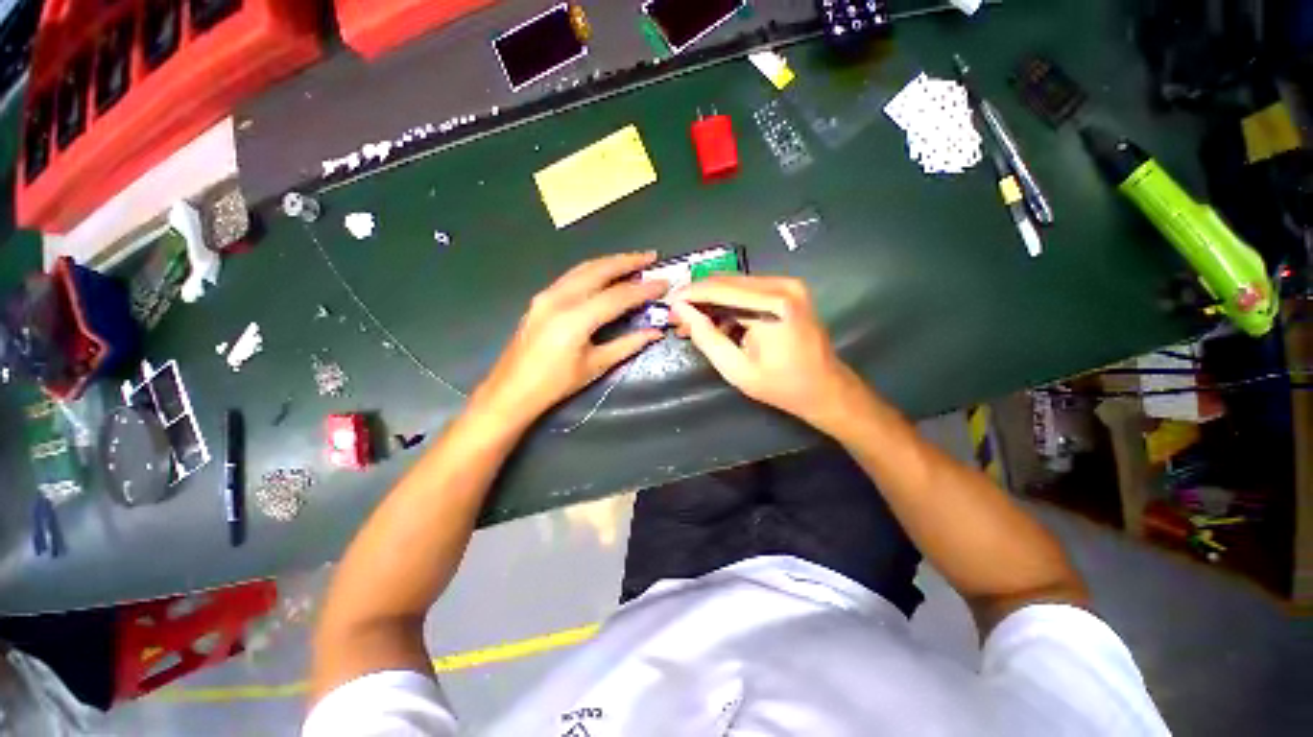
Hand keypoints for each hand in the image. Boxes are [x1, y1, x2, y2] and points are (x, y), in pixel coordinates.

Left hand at [474, 252, 666, 424]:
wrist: (512, 391)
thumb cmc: (556, 384)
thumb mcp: (595, 366)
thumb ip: (627, 345)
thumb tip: (655, 333)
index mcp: (575, 319)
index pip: (618, 296)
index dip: (644, 289)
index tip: (664, 283)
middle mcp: (559, 299)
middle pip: (599, 270)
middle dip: (627, 261)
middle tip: (651, 257)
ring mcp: (546, 295)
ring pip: (583, 268)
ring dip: (610, 262)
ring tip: (633, 260)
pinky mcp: (540, 298)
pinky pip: (571, 277)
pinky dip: (593, 271)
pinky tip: (605, 274)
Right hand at [670, 276, 859, 430]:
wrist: (825, 389)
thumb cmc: (781, 386)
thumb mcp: (736, 369)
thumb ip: (706, 337)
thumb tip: (681, 310)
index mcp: (775, 304)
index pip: (720, 289)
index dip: (690, 294)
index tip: (667, 303)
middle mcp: (783, 285)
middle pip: (727, 281)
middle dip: (698, 297)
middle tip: (676, 315)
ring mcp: (788, 285)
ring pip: (735, 285)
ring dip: (711, 301)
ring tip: (690, 321)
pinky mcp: (788, 291)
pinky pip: (748, 291)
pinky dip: (728, 304)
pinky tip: (713, 320)